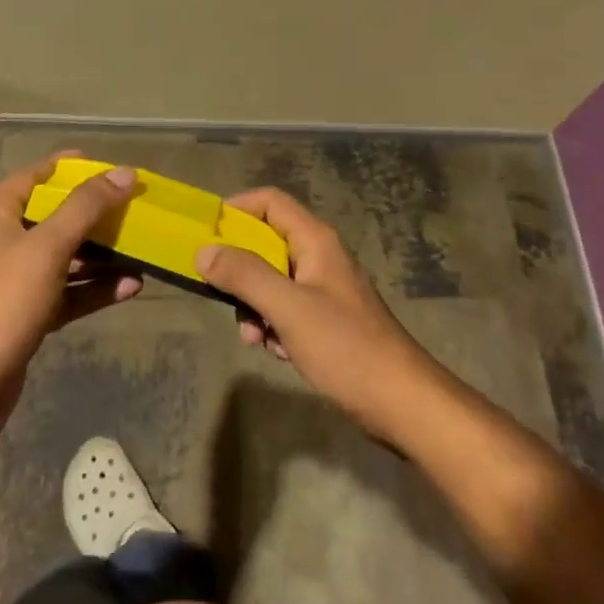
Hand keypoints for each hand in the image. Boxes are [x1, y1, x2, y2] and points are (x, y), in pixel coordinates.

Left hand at [0, 155, 142, 472]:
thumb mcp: (46, 248)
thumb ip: (86, 208)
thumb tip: (125, 172)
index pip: (40, 175)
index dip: (77, 168)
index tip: (119, 169)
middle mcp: (5, 241)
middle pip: (58, 215)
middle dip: (99, 213)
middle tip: (142, 208)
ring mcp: (15, 281)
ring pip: (67, 256)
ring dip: (103, 254)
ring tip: (146, 249)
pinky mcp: (27, 316)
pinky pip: (68, 292)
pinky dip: (95, 289)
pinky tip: (132, 287)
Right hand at [195, 188, 449, 445]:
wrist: (400, 401)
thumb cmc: (345, 347)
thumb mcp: (288, 308)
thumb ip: (245, 276)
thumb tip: (203, 251)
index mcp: (316, 240)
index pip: (270, 202)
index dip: (236, 210)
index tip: (205, 236)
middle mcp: (320, 256)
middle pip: (266, 243)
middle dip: (241, 271)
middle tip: (224, 298)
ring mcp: (324, 289)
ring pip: (272, 280)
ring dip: (255, 306)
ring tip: (256, 338)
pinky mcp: (326, 319)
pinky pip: (286, 309)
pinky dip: (274, 326)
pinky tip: (279, 352)